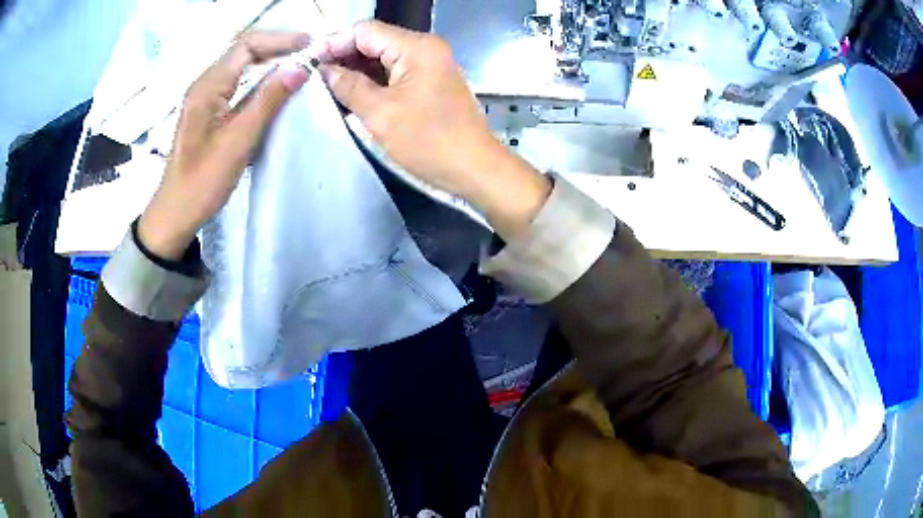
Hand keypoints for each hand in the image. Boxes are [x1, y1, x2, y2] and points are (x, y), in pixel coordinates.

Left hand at [138, 31, 310, 259]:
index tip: (309, 46)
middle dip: (276, 47)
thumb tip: (301, 68)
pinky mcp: (207, 113)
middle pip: (242, 52)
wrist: (176, 213)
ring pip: (240, 67)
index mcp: (208, 86)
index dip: (279, 40)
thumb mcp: (238, 139)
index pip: (246, 45)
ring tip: (296, 66)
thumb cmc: (203, 180)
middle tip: (306, 54)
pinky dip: (258, 79)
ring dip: (268, 61)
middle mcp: (204, 85)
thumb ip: (269, 100)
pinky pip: (236, 84)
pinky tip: (272, 88)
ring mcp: (204, 99)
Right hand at [316, 21, 550, 237]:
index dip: (334, 43)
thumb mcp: (380, 113)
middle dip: (343, 56)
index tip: (309, 62)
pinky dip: (373, 80)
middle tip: (314, 77)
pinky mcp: (430, 81)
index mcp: (416, 47)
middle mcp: (425, 48)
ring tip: (326, 86)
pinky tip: (351, 93)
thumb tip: (324, 71)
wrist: (475, 168)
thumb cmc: (428, 141)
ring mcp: (430, 64)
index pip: (365, 31)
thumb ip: (349, 86)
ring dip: (356, 69)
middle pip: (375, 41)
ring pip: (383, 57)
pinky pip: (395, 72)